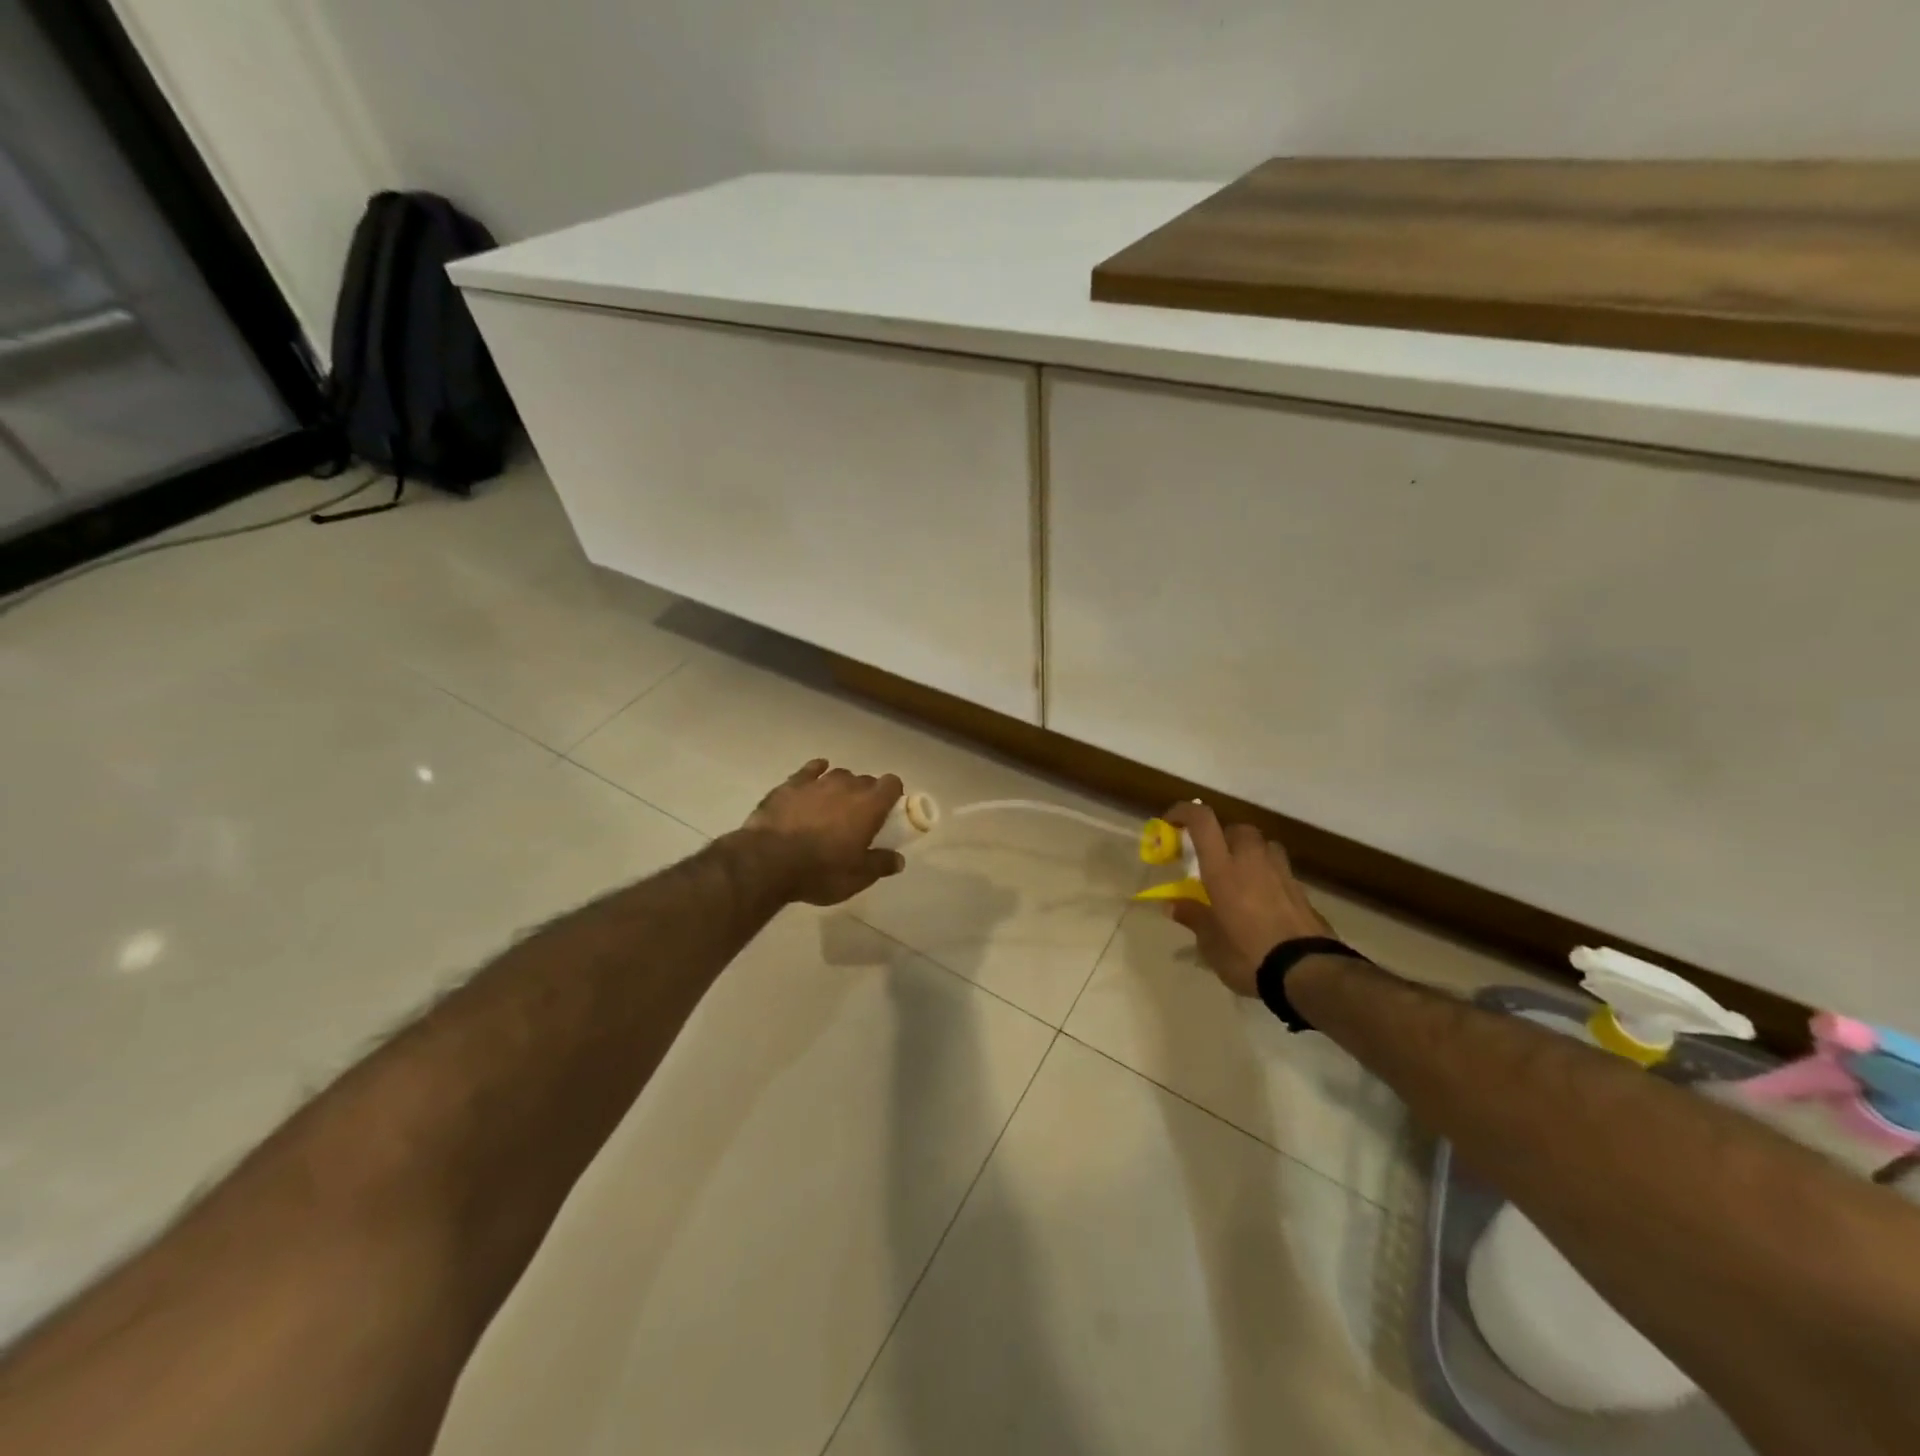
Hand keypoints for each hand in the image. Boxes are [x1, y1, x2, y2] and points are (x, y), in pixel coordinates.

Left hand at [742, 759, 906, 905]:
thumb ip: (881, 865)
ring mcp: (817, 782)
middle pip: (866, 780)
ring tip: (834, 806)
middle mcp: (847, 786)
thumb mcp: (857, 878)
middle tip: (859, 819)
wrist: (767, 861)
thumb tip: (898, 859)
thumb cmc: (820, 871)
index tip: (888, 812)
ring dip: (842, 787)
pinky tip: (814, 779)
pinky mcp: (790, 784)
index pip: (892, 784)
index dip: (893, 795)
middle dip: (867, 795)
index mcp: (869, 806)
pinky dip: (816, 772)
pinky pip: (810, 770)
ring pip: (839, 775)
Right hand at [1162, 801, 1333, 996]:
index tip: (1171, 822)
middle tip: (1213, 859)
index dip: (1184, 812)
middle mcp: (1252, 861)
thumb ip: (1194, 918)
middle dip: (1223, 836)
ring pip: (1264, 846)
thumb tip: (1173, 905)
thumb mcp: (1211, 943)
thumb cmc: (1248, 954)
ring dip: (1250, 852)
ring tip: (1241, 877)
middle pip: (1239, 829)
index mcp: (1223, 869)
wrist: (1308, 973)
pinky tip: (1263, 902)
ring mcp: (1281, 874)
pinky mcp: (1302, 891)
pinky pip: (1280, 870)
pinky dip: (1268, 876)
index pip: (1203, 821)